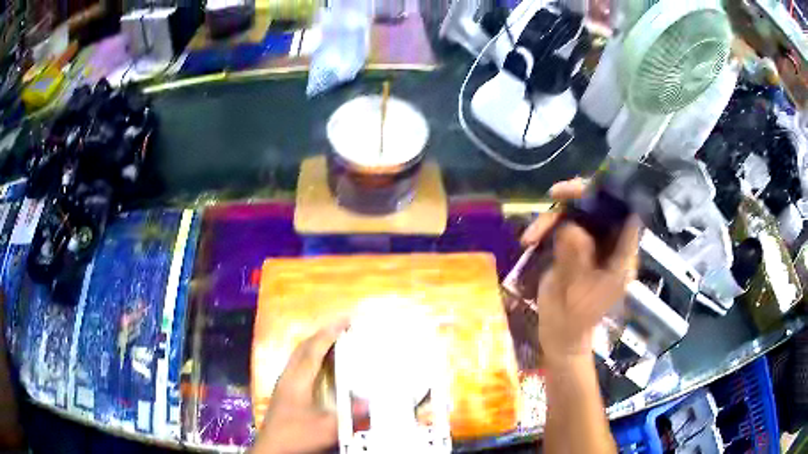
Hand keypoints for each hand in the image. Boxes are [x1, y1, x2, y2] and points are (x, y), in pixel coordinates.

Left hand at [253, 320, 349, 453]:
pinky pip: (297, 363)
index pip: (314, 349)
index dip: (330, 333)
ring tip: (332, 338)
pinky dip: (310, 354)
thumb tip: (370, 401)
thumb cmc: (297, 435)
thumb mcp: (327, 428)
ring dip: (315, 342)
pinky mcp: (283, 391)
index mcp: (298, 380)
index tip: (346, 319)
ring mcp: (284, 382)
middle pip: (303, 347)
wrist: (272, 448)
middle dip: (322, 332)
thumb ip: (349, 415)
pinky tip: (318, 363)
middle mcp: (289, 376)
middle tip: (342, 325)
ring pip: (298, 354)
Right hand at [522, 178, 639, 363]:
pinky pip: (564, 225)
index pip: (627, 216)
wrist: (559, 335)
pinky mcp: (576, 247)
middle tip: (555, 195)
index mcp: (622, 257)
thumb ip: (574, 257)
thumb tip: (568, 225)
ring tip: (531, 235)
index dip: (614, 196)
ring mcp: (593, 245)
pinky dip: (547, 228)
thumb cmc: (573, 320)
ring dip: (555, 217)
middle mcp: (611, 246)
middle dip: (578, 198)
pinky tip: (530, 240)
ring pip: (579, 214)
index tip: (591, 189)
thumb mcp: (574, 290)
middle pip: (602, 207)